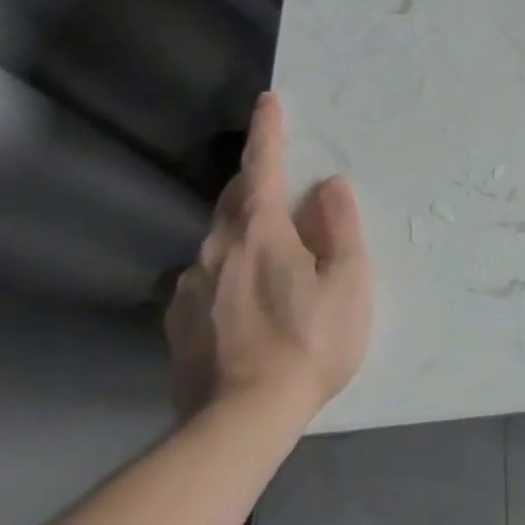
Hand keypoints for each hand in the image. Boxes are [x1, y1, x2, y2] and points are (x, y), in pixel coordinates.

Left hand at [165, 93, 371, 424]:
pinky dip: (227, 271)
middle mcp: (214, 249)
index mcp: (258, 231)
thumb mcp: (347, 280)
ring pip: (217, 241)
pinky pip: (205, 279)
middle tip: (279, 178)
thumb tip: (327, 187)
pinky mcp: (177, 323)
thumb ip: (339, 226)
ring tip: (271, 253)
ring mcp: (188, 288)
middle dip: (254, 179)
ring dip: (243, 231)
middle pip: (233, 199)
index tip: (268, 100)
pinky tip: (246, 300)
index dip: (268, 132)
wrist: (238, 424)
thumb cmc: (308, 343)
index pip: (261, 166)